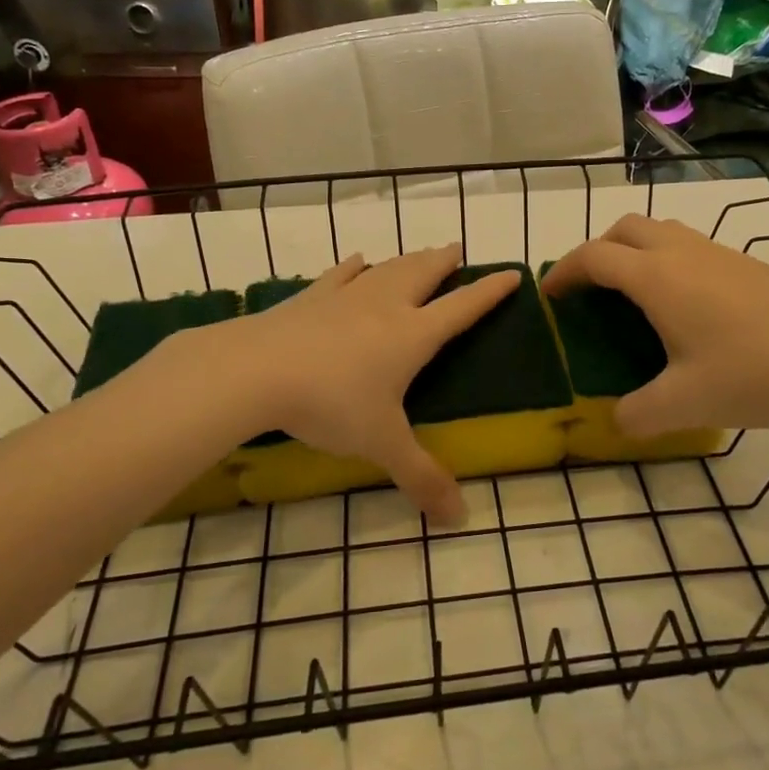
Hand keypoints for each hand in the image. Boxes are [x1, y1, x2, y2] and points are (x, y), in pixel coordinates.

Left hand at [176, 245, 515, 523]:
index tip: (511, 274)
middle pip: (423, 274)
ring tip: (420, 253)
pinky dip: (354, 267)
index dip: (489, 292)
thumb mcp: (381, 444)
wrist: (257, 370)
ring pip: (387, 269)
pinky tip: (358, 260)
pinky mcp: (311, 298)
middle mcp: (385, 306)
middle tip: (457, 249)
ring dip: (408, 259)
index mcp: (412, 335)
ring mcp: (345, 297)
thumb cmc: (331, 403)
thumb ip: (421, 478)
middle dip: (444, 262)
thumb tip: (459, 519)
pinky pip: (340, 275)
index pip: (462, 308)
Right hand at [541, 214, 768, 438]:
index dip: (565, 271)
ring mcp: (718, 253)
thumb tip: (616, 421)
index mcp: (657, 278)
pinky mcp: (745, 264)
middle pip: (624, 229)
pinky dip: (665, 261)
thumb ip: (637, 415)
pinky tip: (683, 306)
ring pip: (660, 232)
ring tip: (631, 295)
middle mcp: (682, 253)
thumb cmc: (753, 373)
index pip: (595, 257)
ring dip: (633, 251)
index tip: (549, 295)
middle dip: (597, 251)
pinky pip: (688, 246)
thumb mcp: (684, 403)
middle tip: (589, 290)